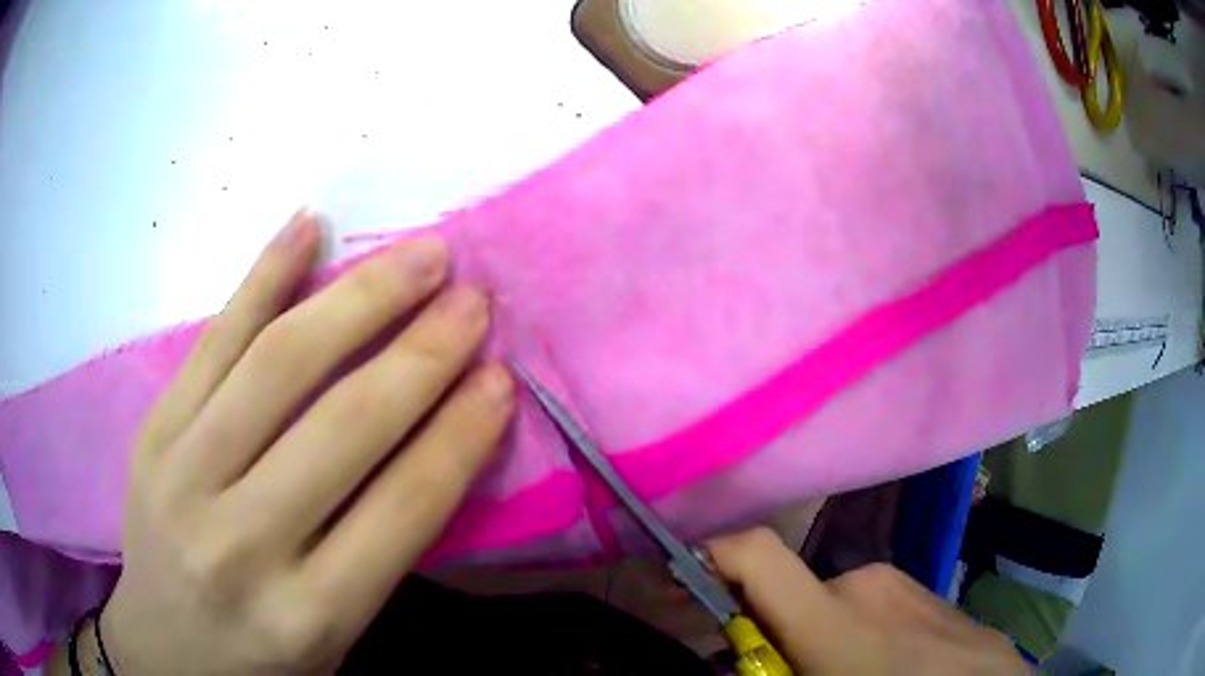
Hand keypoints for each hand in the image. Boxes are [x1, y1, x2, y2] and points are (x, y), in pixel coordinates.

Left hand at [66, 211, 514, 674]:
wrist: (166, 652)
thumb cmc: (262, 657)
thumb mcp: (336, 635)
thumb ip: (382, 547)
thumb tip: (441, 438)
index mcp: (309, 615)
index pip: (402, 508)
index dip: (460, 434)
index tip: (502, 376)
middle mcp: (242, 544)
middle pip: (343, 425)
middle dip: (422, 353)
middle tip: (473, 300)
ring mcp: (183, 475)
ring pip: (278, 363)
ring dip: (359, 297)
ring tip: (419, 254)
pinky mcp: (153, 432)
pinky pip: (212, 339)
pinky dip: (263, 275)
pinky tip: (308, 225)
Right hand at [708, 528, 1030, 674]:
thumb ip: (771, 672)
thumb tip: (739, 657)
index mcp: (835, 616)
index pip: (755, 553)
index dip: (710, 557)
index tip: (687, 587)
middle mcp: (868, 582)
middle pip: (794, 596)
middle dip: (779, 634)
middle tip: (790, 673)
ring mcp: (909, 583)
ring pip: (841, 606)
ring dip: (826, 639)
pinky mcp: (934, 593)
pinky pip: (880, 610)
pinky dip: (866, 636)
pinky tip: (891, 670)